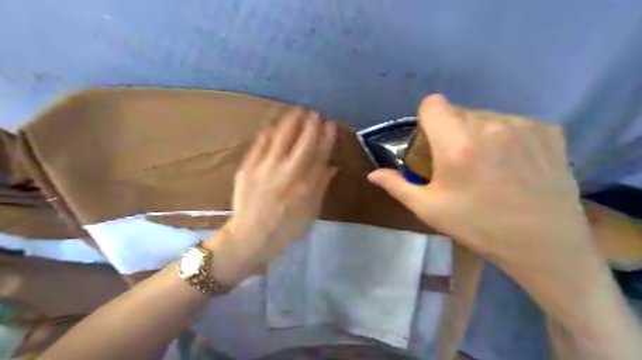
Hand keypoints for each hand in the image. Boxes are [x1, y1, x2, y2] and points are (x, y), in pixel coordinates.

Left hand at [208, 108, 337, 284]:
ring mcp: (264, 168)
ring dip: (290, 122)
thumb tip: (332, 165)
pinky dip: (268, 132)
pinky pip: (259, 144)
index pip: (319, 154)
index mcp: (304, 185)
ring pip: (280, 137)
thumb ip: (321, 186)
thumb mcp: (310, 212)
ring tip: (297, 111)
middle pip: (301, 141)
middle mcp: (286, 172)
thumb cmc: (285, 228)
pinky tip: (274, 125)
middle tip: (315, 112)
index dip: (326, 137)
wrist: (250, 236)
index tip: (330, 124)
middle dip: (310, 124)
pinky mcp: (247, 168)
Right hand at [369, 96, 599, 281]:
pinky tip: (514, 164)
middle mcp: (490, 125)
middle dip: (450, 131)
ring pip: (486, 116)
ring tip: (488, 165)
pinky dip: (506, 137)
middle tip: (458, 162)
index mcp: (457, 143)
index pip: (433, 103)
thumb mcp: (429, 209)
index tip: (432, 143)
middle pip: (458, 111)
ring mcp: (523, 125)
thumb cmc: (477, 226)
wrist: (543, 244)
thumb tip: (371, 174)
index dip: (427, 120)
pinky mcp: (549, 130)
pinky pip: (513, 123)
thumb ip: (397, 186)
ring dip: (478, 133)